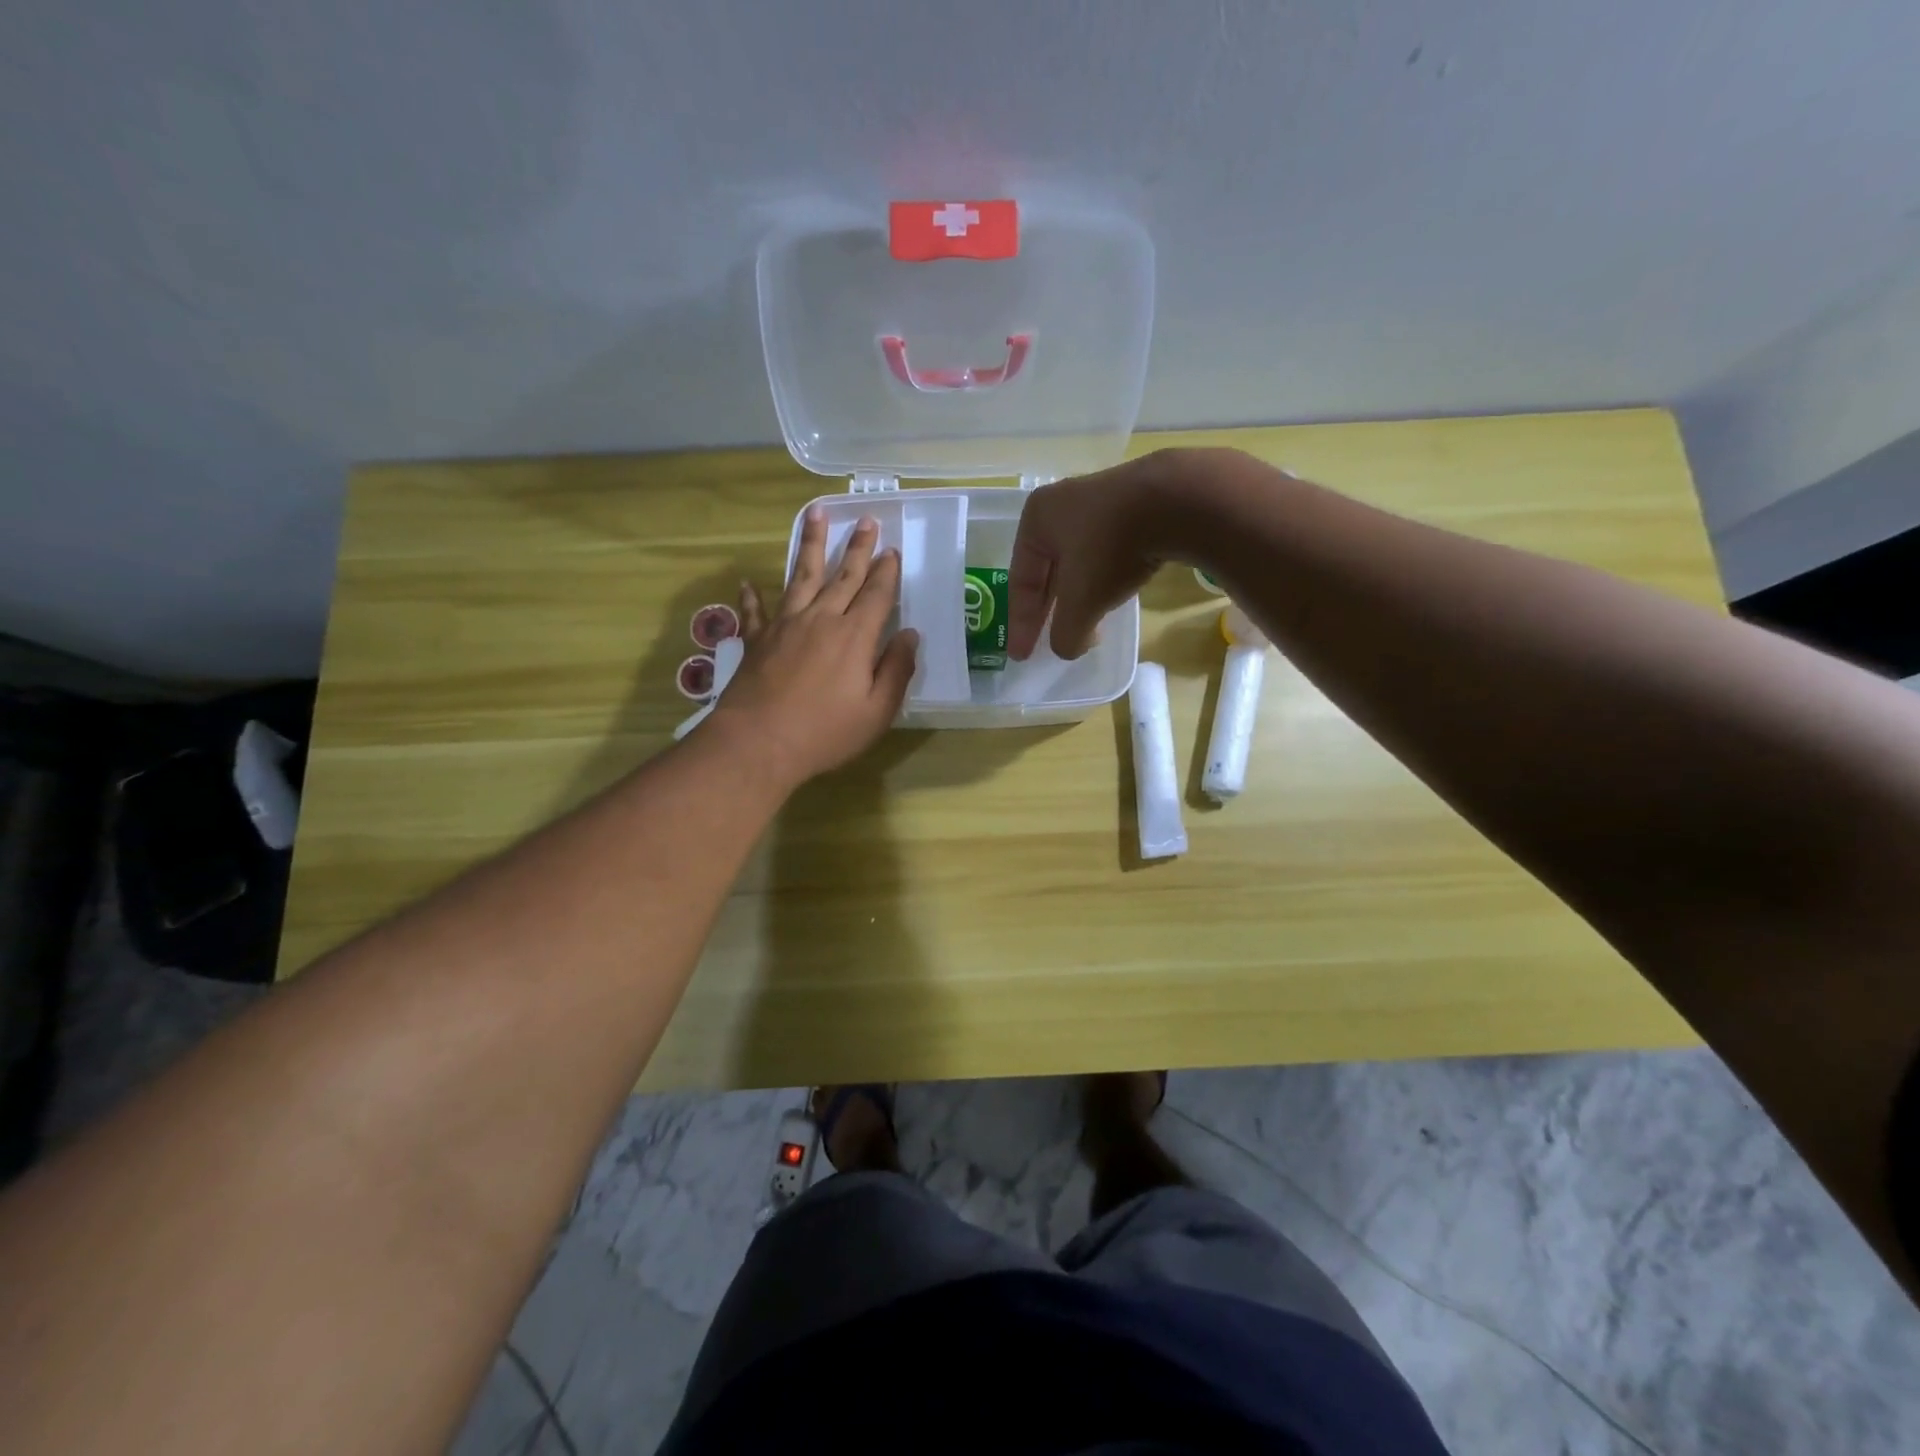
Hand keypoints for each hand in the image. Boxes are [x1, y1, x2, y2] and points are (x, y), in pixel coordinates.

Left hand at [705, 509, 917, 788]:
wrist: (758, 743)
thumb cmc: (825, 733)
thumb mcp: (876, 711)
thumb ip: (897, 670)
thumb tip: (909, 635)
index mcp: (854, 636)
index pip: (876, 595)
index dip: (887, 572)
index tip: (893, 551)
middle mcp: (820, 619)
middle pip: (843, 576)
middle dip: (858, 547)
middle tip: (865, 520)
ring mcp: (785, 625)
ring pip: (801, 576)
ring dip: (811, 545)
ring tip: (815, 514)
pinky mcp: (757, 640)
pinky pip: (756, 611)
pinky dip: (753, 596)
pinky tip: (748, 582)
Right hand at [1007, 451, 1183, 660]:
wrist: (1177, 500)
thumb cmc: (1111, 548)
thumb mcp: (1081, 602)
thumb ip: (1066, 633)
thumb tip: (1067, 649)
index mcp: (1037, 520)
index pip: (1022, 581)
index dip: (1021, 623)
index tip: (1021, 655)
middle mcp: (1062, 504)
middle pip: (1049, 570)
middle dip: (1051, 609)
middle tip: (1047, 641)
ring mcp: (1101, 501)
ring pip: (1080, 561)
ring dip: (1079, 595)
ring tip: (1084, 623)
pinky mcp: (1135, 504)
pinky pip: (1109, 551)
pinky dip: (1105, 579)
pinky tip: (1112, 596)